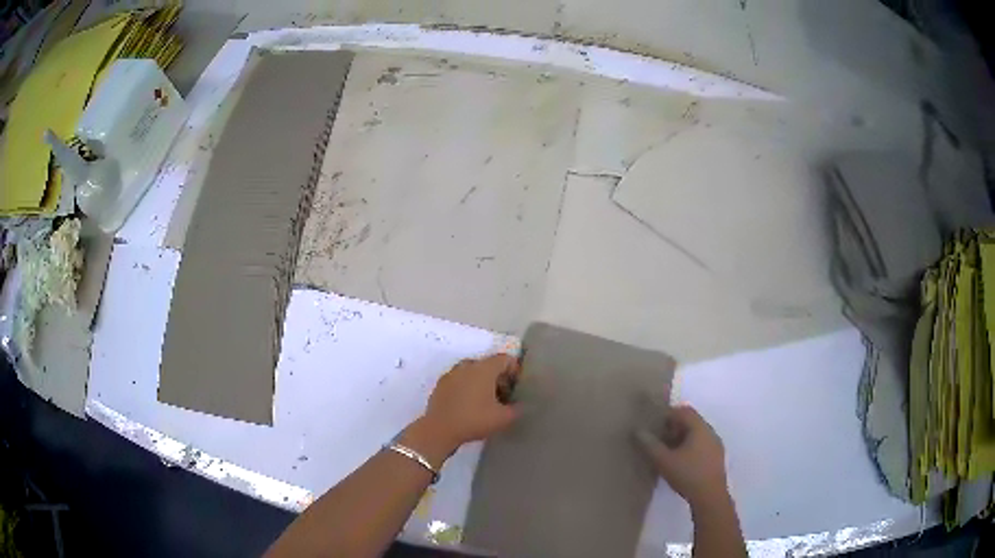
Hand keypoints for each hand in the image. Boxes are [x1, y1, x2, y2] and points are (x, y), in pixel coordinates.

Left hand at [420, 354, 520, 449]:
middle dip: (499, 378)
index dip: (514, 370)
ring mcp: (451, 373)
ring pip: (472, 372)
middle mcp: (467, 365)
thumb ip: (517, 409)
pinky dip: (467, 387)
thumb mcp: (503, 418)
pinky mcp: (440, 384)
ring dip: (482, 382)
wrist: (439, 430)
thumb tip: (523, 405)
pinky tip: (469, 405)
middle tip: (504, 397)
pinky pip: (459, 380)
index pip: (505, 359)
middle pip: (488, 365)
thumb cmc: (474, 420)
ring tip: (487, 402)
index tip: (516, 387)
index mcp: (484, 368)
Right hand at [636, 405, 728, 508]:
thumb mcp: (664, 461)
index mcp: (700, 428)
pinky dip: (689, 447)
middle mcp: (710, 432)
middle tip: (657, 438)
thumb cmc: (687, 475)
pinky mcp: (716, 458)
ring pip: (696, 434)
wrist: (710, 497)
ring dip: (681, 438)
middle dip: (673, 427)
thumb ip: (650, 445)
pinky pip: (701, 444)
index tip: (653, 424)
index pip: (684, 411)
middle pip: (691, 421)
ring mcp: (715, 445)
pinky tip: (680, 462)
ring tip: (666, 451)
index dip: (668, 414)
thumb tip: (637, 431)